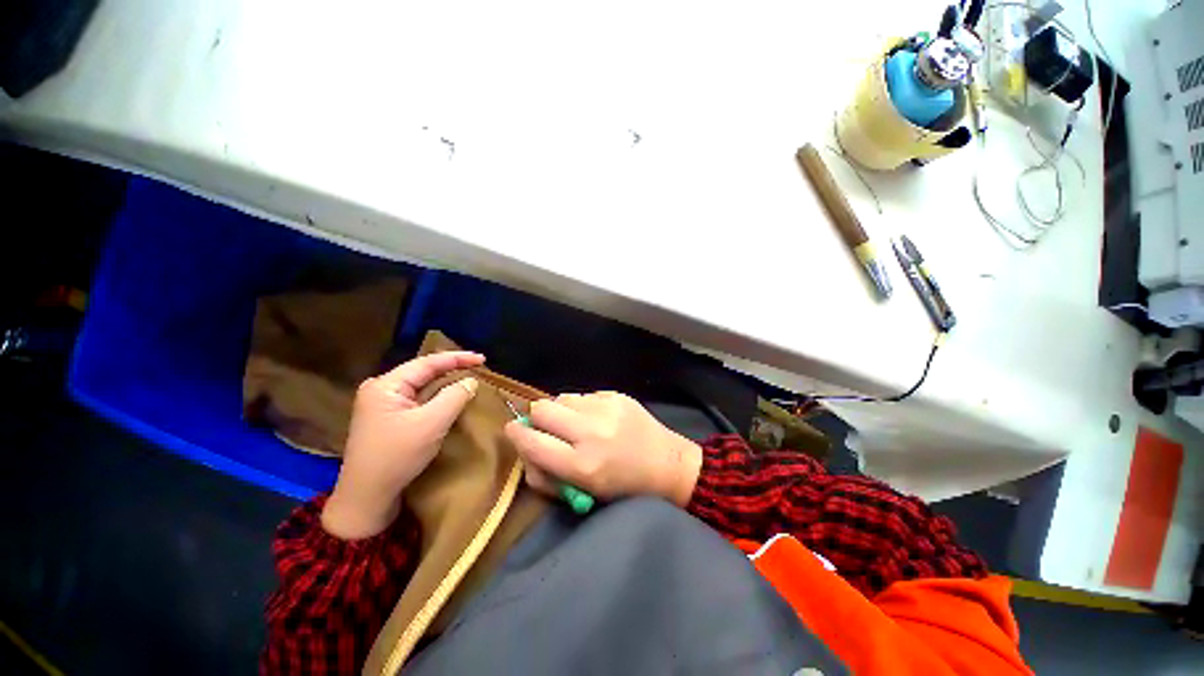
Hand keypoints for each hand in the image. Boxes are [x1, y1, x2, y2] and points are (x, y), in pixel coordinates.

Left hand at [321, 351, 484, 539]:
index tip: (482, 359)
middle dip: (451, 369)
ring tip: (469, 378)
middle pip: (423, 372)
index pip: (427, 363)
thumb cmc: (397, 456)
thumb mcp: (432, 423)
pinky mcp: (387, 419)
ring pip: (421, 386)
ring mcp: (382, 405)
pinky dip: (437, 397)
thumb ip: (454, 396)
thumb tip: (471, 381)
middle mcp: (381, 390)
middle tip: (478, 367)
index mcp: (385, 385)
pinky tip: (450, 397)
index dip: (457, 358)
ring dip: (445, 383)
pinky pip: (418, 400)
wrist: (367, 497)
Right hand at [504, 392, 702, 506]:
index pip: (533, 442)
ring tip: (576, 423)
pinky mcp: (617, 395)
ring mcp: (607, 408)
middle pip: (543, 408)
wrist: (669, 464)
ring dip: (562, 410)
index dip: (517, 435)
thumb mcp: (584, 493)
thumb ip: (548, 474)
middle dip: (538, 418)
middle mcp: (592, 432)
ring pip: (563, 397)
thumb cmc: (625, 488)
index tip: (514, 430)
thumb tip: (527, 448)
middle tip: (548, 428)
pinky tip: (597, 418)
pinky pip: (584, 395)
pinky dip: (583, 406)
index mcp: (583, 466)